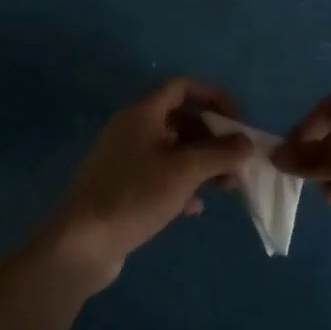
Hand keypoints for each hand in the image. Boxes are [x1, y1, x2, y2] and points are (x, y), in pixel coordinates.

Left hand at [43, 78, 255, 291]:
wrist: (83, 242)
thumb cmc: (135, 195)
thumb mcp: (185, 172)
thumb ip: (220, 154)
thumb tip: (247, 143)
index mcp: (142, 114)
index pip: (182, 88)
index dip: (213, 98)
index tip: (238, 122)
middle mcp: (132, 129)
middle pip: (180, 120)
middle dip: (213, 138)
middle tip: (237, 162)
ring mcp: (125, 159)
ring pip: (173, 150)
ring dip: (201, 164)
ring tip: (226, 187)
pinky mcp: (123, 186)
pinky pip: (160, 175)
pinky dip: (181, 185)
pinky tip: (194, 208)